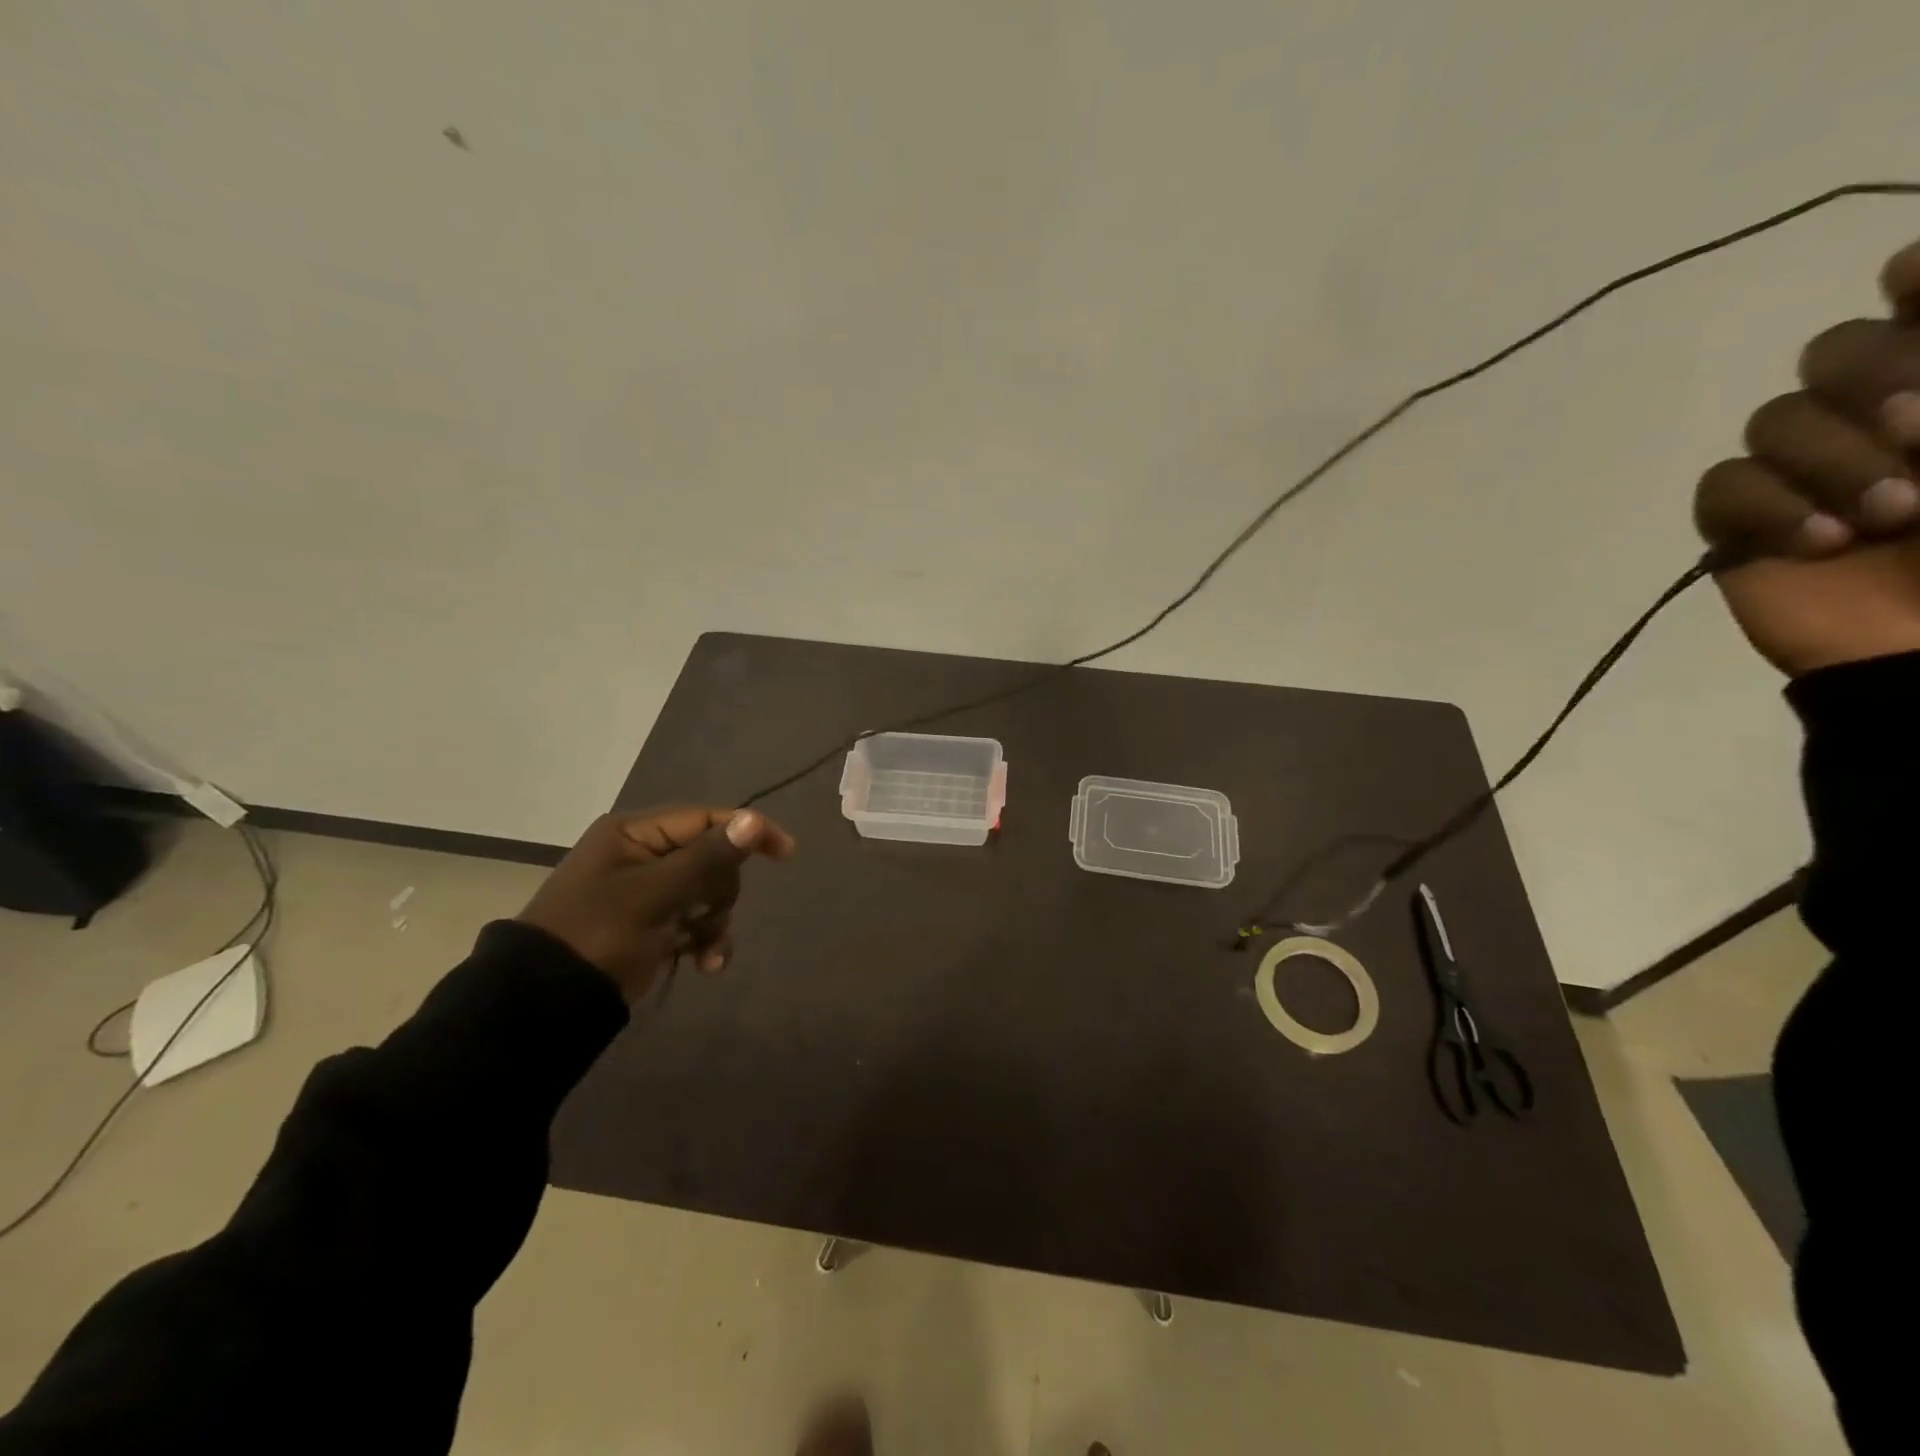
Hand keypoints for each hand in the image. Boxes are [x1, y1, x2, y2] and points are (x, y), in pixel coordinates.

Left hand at [516, 806, 794, 1000]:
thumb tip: (754, 819)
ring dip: (714, 922)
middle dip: (718, 892)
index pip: (705, 818)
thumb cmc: (598, 935)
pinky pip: (696, 921)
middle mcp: (643, 854)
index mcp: (635, 833)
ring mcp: (648, 891)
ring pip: (708, 893)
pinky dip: (706, 940)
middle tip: (702, 917)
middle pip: (712, 858)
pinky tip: (707, 964)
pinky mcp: (653, 924)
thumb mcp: (654, 894)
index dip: (747, 831)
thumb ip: (707, 857)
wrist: (545, 1004)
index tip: (785, 853)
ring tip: (704, 951)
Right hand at [1695, 241, 1919, 674]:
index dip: (1918, 278)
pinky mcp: (1743, 524)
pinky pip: (1721, 487)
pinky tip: (1820, 544)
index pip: (1917, 292)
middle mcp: (1876, 410)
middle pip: (1834, 346)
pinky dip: (1767, 509)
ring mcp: (1804, 471)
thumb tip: (1907, 272)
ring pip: (1775, 420)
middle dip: (1875, 378)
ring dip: (1831, 462)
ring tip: (1889, 518)